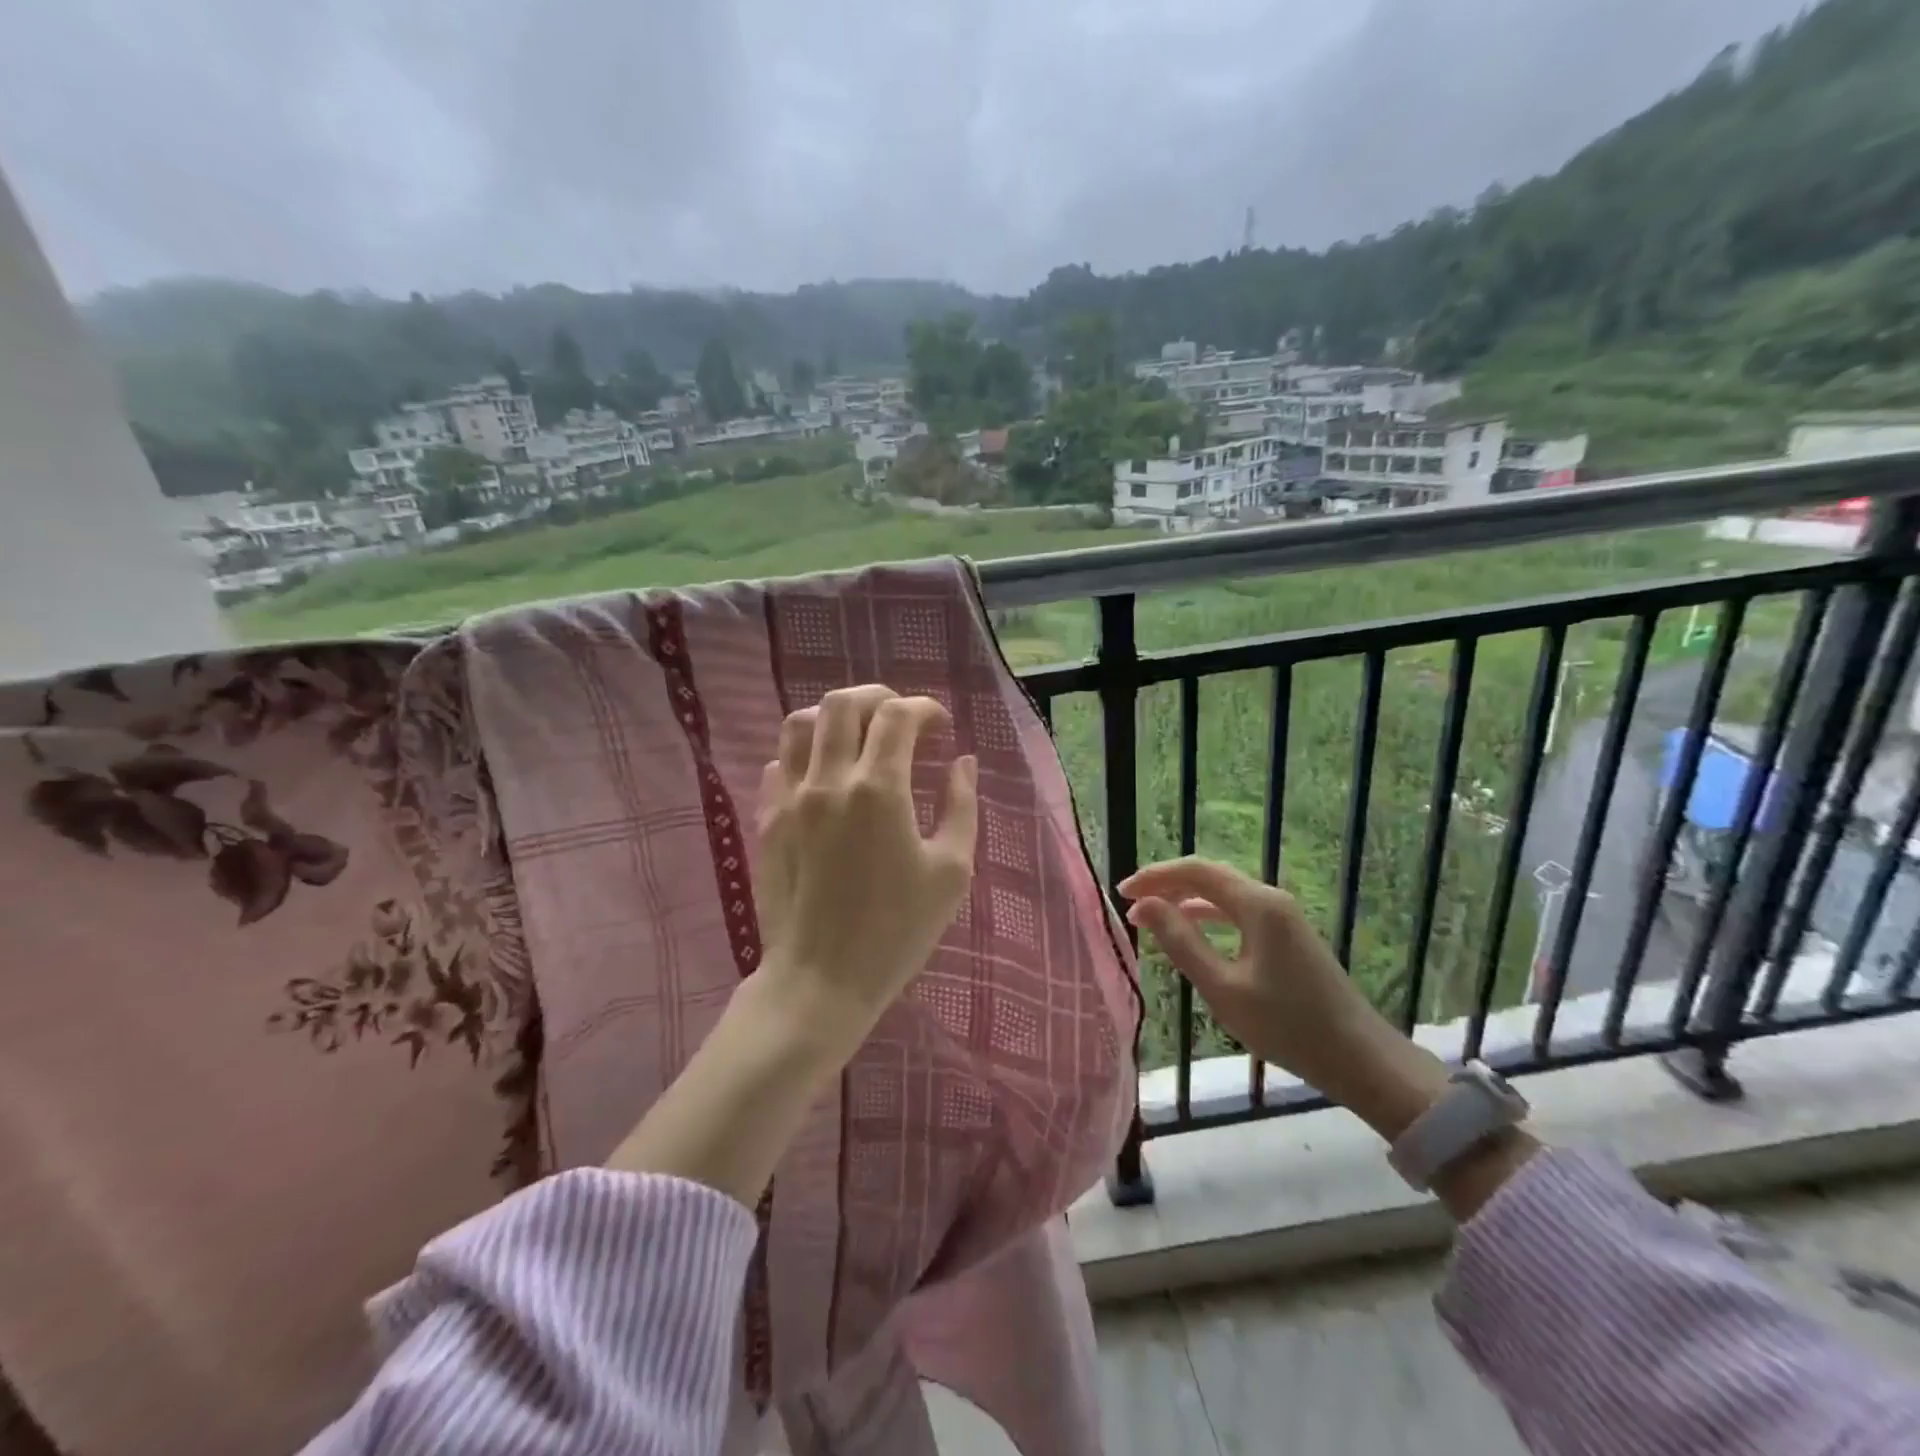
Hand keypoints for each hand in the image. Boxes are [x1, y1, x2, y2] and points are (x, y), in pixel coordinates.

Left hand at [755, 685, 978, 1032]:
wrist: (821, 980)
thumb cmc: (896, 931)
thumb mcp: (950, 872)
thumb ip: (961, 807)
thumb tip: (963, 763)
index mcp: (879, 789)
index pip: (898, 716)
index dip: (925, 708)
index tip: (941, 726)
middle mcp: (829, 780)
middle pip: (843, 704)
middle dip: (878, 698)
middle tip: (902, 718)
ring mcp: (790, 798)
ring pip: (800, 724)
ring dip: (834, 717)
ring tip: (858, 736)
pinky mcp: (767, 820)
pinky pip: (779, 764)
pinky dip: (805, 754)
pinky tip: (824, 776)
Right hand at [1119, 857, 1446, 1135]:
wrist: (1360, 1059)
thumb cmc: (1287, 1025)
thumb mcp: (1223, 988)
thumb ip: (1181, 941)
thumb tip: (1145, 906)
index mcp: (1257, 904)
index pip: (1196, 871)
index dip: (1155, 877)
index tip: (1122, 894)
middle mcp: (1271, 899)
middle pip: (1209, 877)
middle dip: (1167, 885)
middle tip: (1132, 905)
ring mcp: (1283, 916)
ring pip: (1224, 894)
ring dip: (1186, 900)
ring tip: (1152, 918)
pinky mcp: (1289, 935)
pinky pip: (1239, 912)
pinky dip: (1208, 916)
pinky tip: (1192, 932)